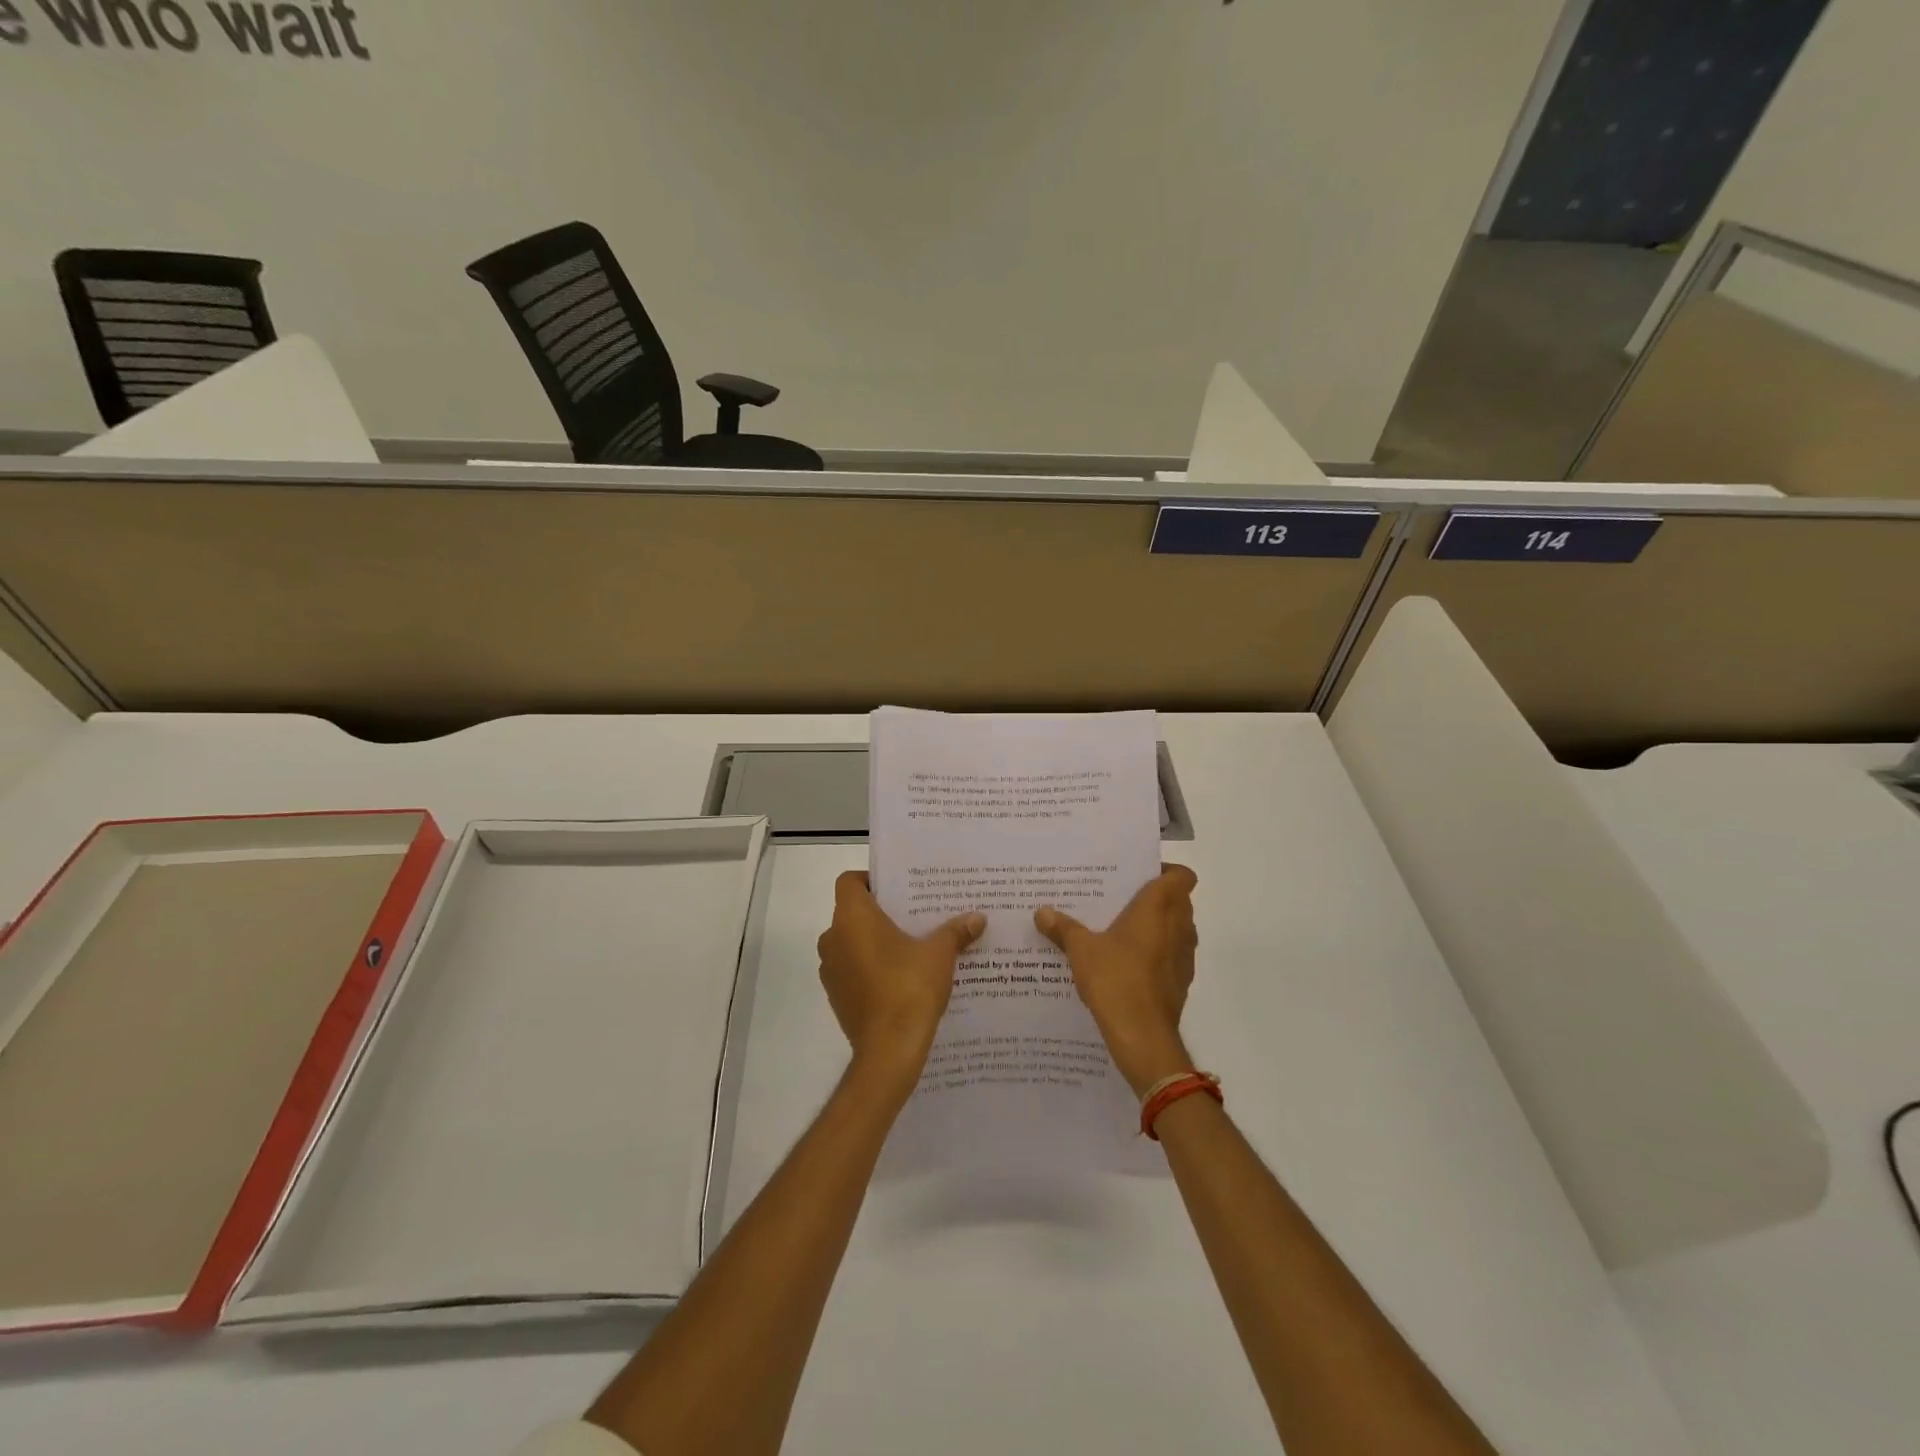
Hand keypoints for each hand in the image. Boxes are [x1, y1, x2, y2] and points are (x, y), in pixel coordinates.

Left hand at [818, 871, 985, 1099]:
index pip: (850, 881)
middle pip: (852, 912)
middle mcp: (833, 938)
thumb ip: (956, 931)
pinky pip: (852, 969)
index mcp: (852, 918)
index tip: (899, 890)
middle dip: (881, 913)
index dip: (871, 880)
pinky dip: (870, 967)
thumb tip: (978, 918)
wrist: (888, 1051)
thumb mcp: (939, 954)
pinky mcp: (836, 996)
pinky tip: (901, 977)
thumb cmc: (909, 988)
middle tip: (914, 915)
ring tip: (911, 946)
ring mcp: (831, 969)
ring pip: (851, 942)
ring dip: (875, 942)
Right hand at [1035, 865, 1198, 1096]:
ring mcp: (1184, 955)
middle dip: (1153, 898)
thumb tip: (1041, 912)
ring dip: (1156, 926)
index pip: (1181, 875)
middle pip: (1177, 900)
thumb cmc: (1116, 979)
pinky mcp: (1181, 981)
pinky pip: (1171, 955)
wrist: (1143, 1036)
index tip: (1138, 876)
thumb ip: (1063, 928)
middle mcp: (1179, 926)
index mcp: (1159, 907)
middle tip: (1119, 899)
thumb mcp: (1081, 949)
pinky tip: (1126, 962)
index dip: (1165, 871)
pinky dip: (1156, 953)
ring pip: (1176, 928)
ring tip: (1119, 929)